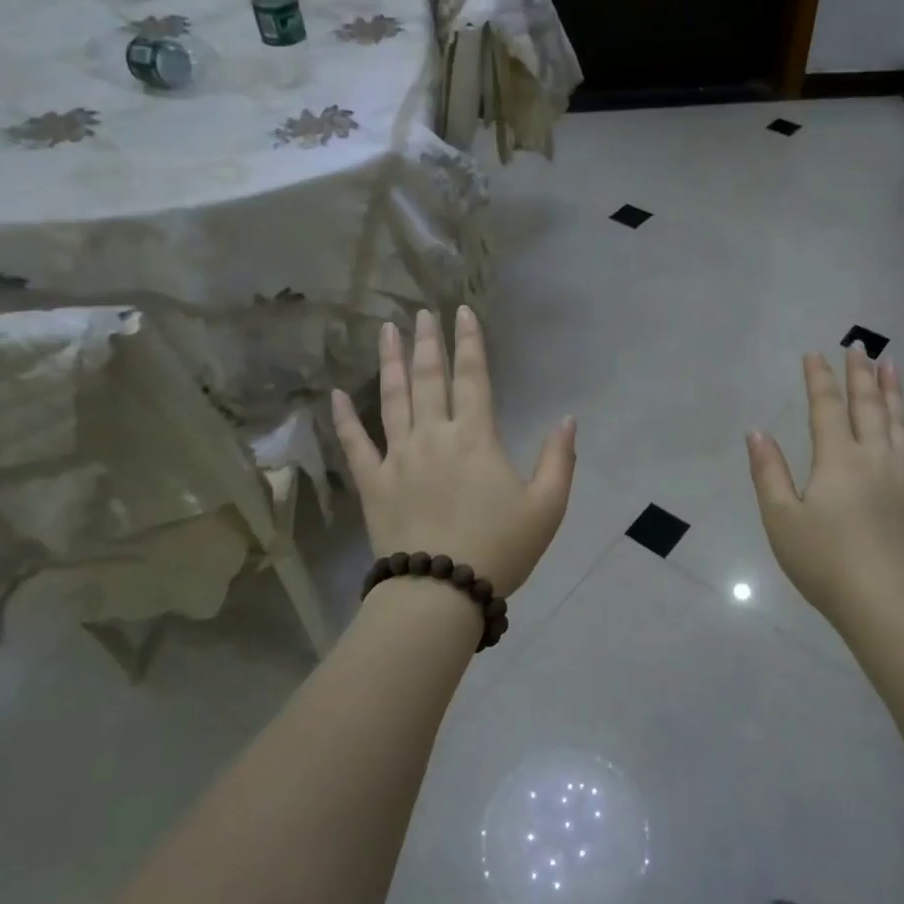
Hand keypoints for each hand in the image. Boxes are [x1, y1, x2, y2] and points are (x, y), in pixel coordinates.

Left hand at [332, 306, 576, 599]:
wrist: (441, 591)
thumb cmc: (499, 548)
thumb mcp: (547, 507)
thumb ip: (558, 459)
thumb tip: (567, 419)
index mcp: (475, 438)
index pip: (473, 377)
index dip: (469, 342)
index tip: (461, 312)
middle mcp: (433, 436)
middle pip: (429, 378)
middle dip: (427, 342)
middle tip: (421, 313)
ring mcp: (398, 457)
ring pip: (392, 399)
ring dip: (389, 363)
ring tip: (385, 331)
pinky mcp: (373, 484)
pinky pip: (355, 444)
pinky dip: (344, 419)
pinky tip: (335, 395)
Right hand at [747, 348, 903, 625]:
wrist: (884, 603)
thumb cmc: (824, 562)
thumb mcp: (781, 519)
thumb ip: (769, 472)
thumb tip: (757, 432)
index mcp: (837, 460)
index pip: (826, 408)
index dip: (819, 379)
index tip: (814, 353)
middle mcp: (874, 459)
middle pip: (868, 407)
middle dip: (860, 375)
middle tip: (859, 347)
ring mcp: (902, 480)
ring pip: (901, 425)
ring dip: (895, 393)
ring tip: (893, 366)